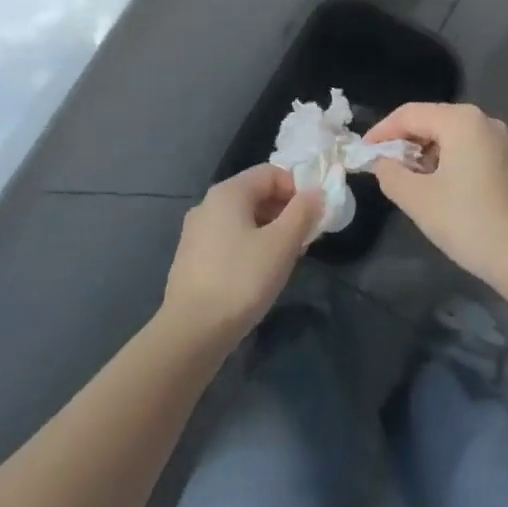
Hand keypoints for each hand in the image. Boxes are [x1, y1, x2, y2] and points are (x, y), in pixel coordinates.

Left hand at [160, 165, 321, 346]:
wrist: (191, 333)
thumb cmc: (242, 279)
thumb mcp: (282, 243)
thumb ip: (303, 212)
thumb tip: (315, 192)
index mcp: (228, 192)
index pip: (271, 173)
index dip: (298, 189)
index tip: (314, 216)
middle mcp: (208, 204)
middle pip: (256, 194)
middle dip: (286, 211)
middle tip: (305, 238)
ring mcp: (196, 232)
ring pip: (244, 219)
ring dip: (271, 230)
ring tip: (287, 258)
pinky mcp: (192, 258)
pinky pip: (229, 239)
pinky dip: (251, 246)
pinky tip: (260, 273)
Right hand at [364, 103, 507, 285]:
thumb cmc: (464, 221)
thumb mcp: (416, 198)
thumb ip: (390, 173)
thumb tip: (383, 162)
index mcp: (462, 121)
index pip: (410, 114)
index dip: (382, 131)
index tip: (364, 152)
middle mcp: (487, 122)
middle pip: (435, 121)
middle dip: (407, 141)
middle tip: (385, 166)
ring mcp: (507, 142)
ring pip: (457, 137)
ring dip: (431, 153)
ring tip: (414, 179)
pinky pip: (477, 152)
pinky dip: (456, 162)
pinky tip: (448, 189)